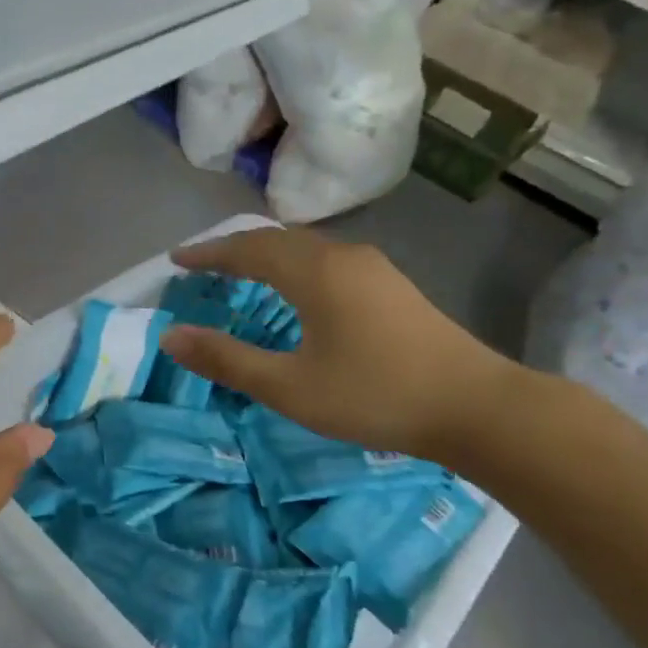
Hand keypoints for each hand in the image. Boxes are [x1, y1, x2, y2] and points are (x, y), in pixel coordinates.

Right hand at [160, 228, 524, 462]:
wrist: (475, 407)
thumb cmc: (374, 395)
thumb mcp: (290, 387)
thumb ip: (228, 360)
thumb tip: (171, 337)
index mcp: (315, 273)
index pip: (247, 249)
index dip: (208, 254)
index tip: (176, 261)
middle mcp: (343, 257)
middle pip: (277, 241)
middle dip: (234, 250)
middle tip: (202, 267)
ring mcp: (374, 269)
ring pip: (306, 249)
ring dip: (267, 256)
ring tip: (240, 275)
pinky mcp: (392, 287)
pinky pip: (327, 262)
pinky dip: (295, 268)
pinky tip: (296, 293)